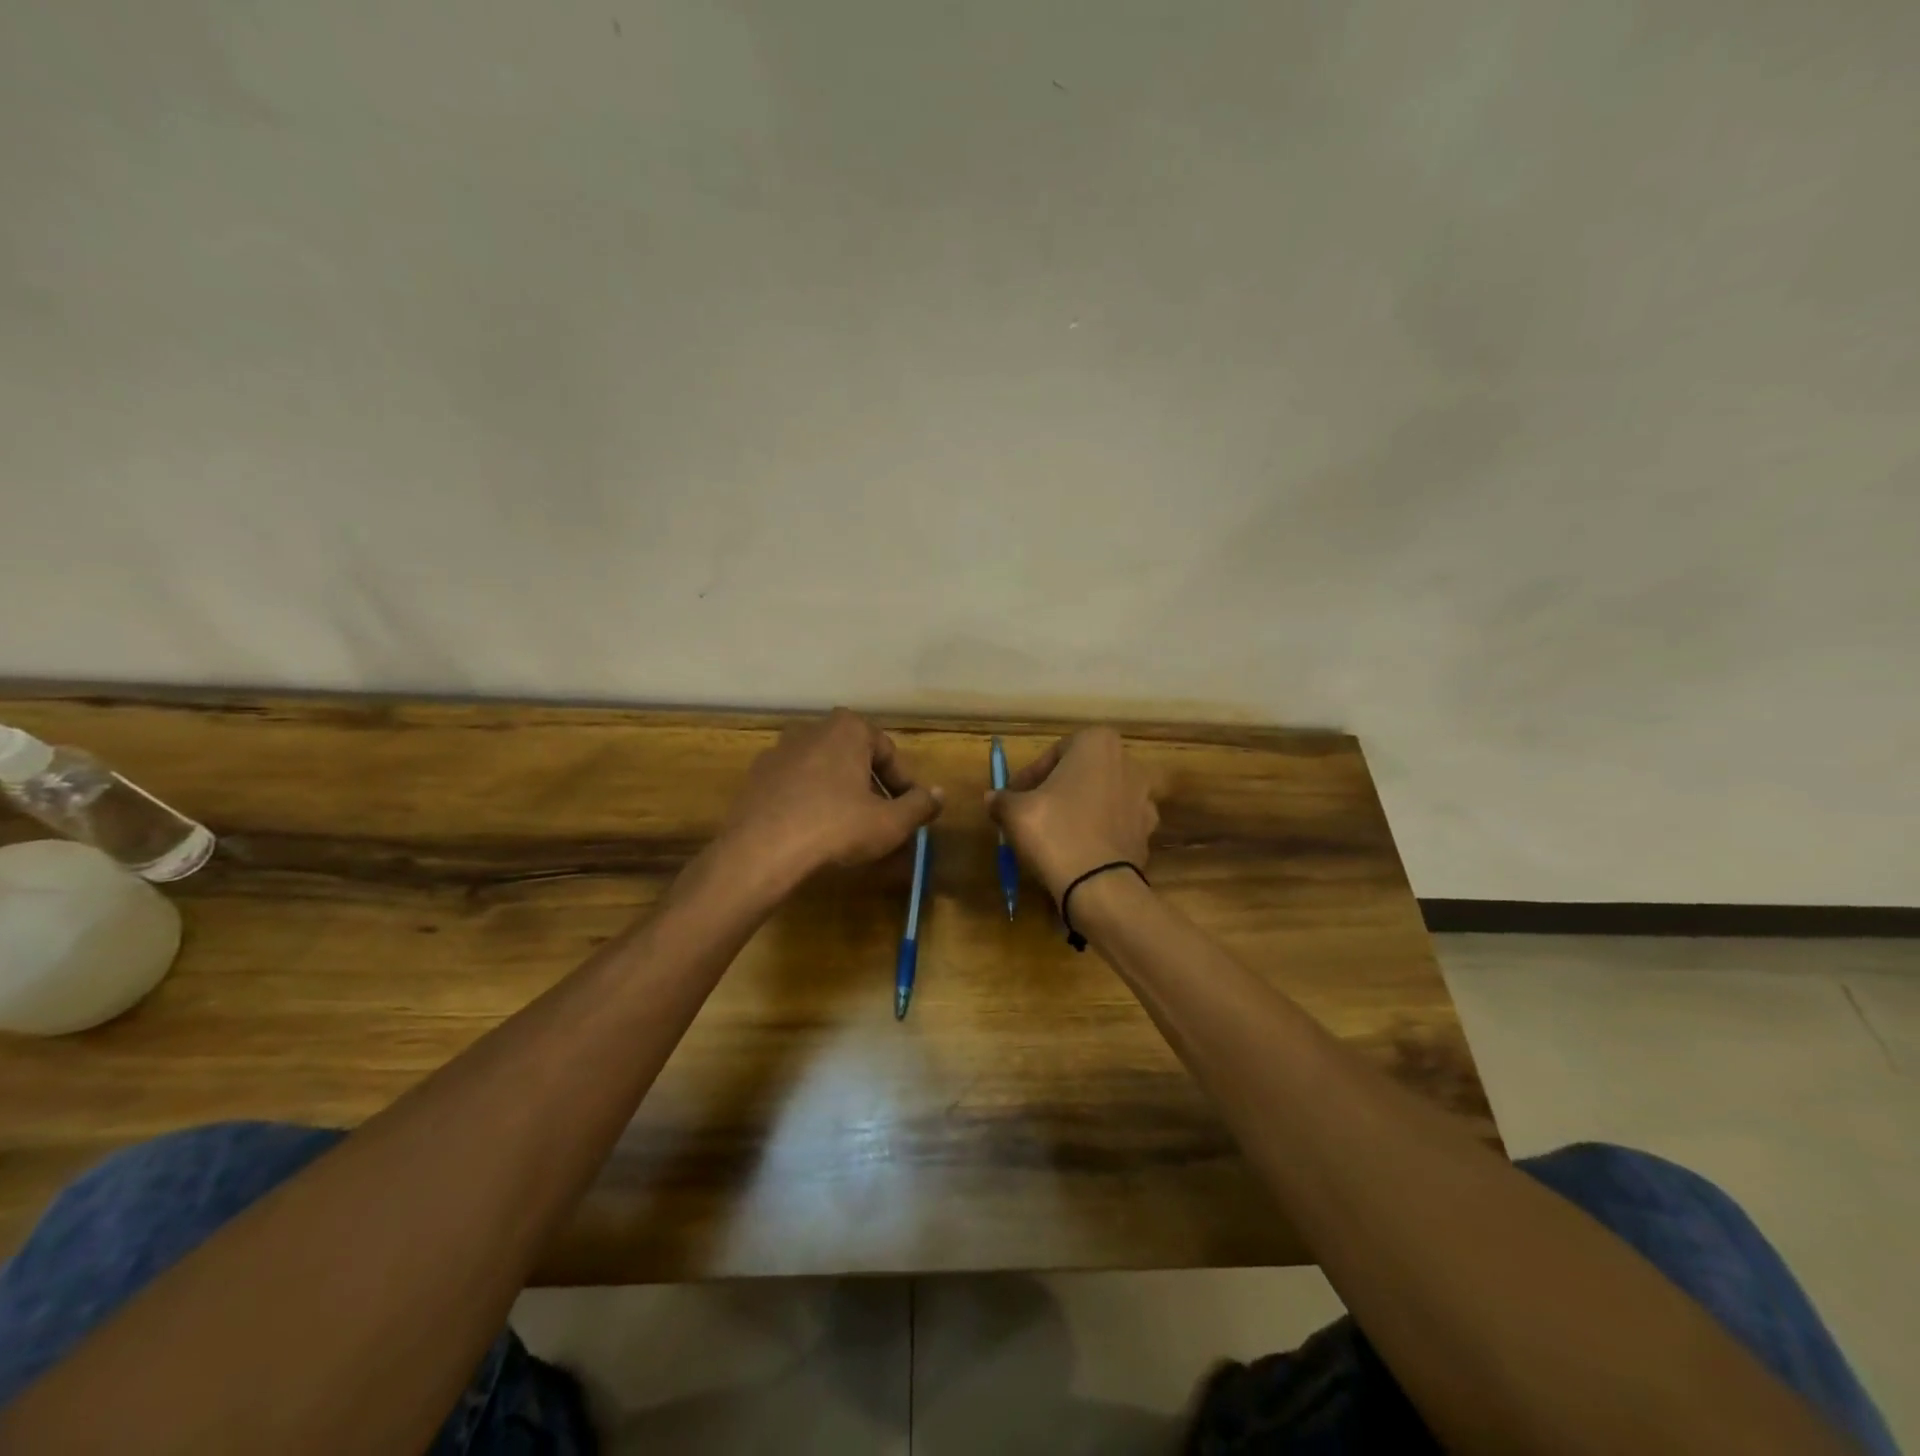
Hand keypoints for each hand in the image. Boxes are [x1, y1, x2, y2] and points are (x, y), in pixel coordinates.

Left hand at [717, 709, 942, 894]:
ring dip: (841, 793)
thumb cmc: (836, 827)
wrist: (761, 851)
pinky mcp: (757, 777)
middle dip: (872, 786)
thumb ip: (919, 805)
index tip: (910, 811)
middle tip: (883, 819)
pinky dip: (810, 801)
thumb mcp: (890, 822)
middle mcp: (812, 729)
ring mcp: (779, 751)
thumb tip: (940, 794)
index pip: (888, 752)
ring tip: (850, 829)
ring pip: (824, 771)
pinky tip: (814, 832)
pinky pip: (796, 786)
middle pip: (855, 758)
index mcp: (848, 728)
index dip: (904, 784)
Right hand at [986, 727, 1159, 900]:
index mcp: (1097, 744)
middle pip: (1080, 773)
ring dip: (1078, 809)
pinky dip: (1097, 831)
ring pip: (1100, 797)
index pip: (1054, 753)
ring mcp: (1144, 797)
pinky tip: (1077, 850)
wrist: (1099, 885)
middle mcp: (1128, 763)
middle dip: (1056, 790)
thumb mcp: (1015, 812)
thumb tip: (992, 798)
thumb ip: (1003, 799)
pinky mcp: (1148, 830)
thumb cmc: (1055, 832)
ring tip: (1053, 834)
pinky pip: (1114, 823)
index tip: (1014, 796)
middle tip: (1031, 812)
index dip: (1030, 776)